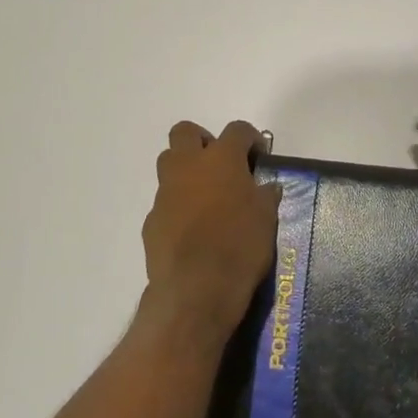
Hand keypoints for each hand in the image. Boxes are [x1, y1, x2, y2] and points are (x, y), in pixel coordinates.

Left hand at [143, 120, 280, 328]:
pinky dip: (178, 206)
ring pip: (168, 163)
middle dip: (203, 141)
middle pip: (185, 132)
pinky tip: (193, 230)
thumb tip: (265, 188)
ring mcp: (165, 193)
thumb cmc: (240, 246)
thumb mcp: (266, 219)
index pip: (237, 130)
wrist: (197, 288)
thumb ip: (264, 196)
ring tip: (207, 195)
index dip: (250, 138)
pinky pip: (165, 202)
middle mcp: (188, 167)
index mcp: (221, 159)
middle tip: (221, 163)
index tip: (258, 155)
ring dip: (186, 170)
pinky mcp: (151, 219)